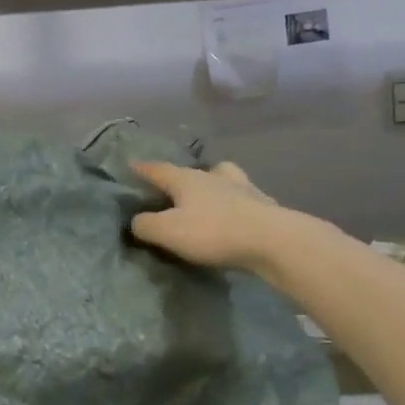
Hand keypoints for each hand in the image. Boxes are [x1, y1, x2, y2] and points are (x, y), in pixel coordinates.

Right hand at [130, 160, 289, 271]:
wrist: (273, 241)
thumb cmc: (213, 232)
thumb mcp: (167, 231)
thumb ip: (145, 225)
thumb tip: (137, 220)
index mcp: (187, 179)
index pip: (158, 169)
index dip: (143, 168)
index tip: (132, 164)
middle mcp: (214, 176)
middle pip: (194, 171)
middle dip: (181, 177)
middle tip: (173, 187)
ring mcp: (243, 188)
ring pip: (223, 178)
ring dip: (213, 184)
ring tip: (208, 197)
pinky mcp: (263, 205)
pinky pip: (243, 198)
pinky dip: (235, 203)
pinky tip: (236, 215)